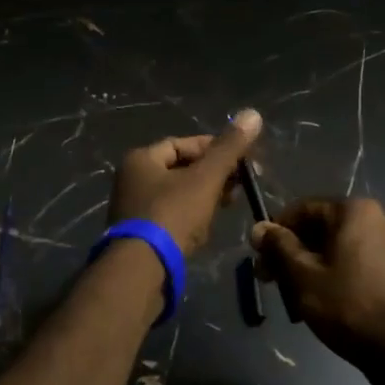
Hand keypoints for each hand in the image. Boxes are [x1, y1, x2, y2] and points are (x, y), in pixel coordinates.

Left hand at [107, 110, 262, 256]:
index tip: (240, 160)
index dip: (213, 148)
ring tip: (228, 206)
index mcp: (141, 159)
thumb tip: (253, 113)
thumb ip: (229, 148)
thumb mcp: (205, 178)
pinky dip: (190, 218)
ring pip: (177, 195)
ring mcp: (133, 209)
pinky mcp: (139, 236)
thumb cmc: (172, 215)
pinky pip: (170, 218)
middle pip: (180, 169)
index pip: (182, 144)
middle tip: (240, 185)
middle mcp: (131, 180)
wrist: (142, 271)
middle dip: (212, 175)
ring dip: (204, 197)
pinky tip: (206, 229)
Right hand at [251, 198, 384, 373]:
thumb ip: (279, 247)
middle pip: (321, 228)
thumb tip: (259, 227)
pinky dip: (335, 273)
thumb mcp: (303, 276)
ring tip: (293, 294)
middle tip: (271, 280)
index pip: (303, 209)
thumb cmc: (348, 306)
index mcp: (355, 211)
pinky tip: (322, 299)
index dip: (276, 231)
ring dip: (311, 265)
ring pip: (338, 247)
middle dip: (292, 252)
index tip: (260, 257)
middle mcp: (377, 218)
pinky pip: (356, 261)